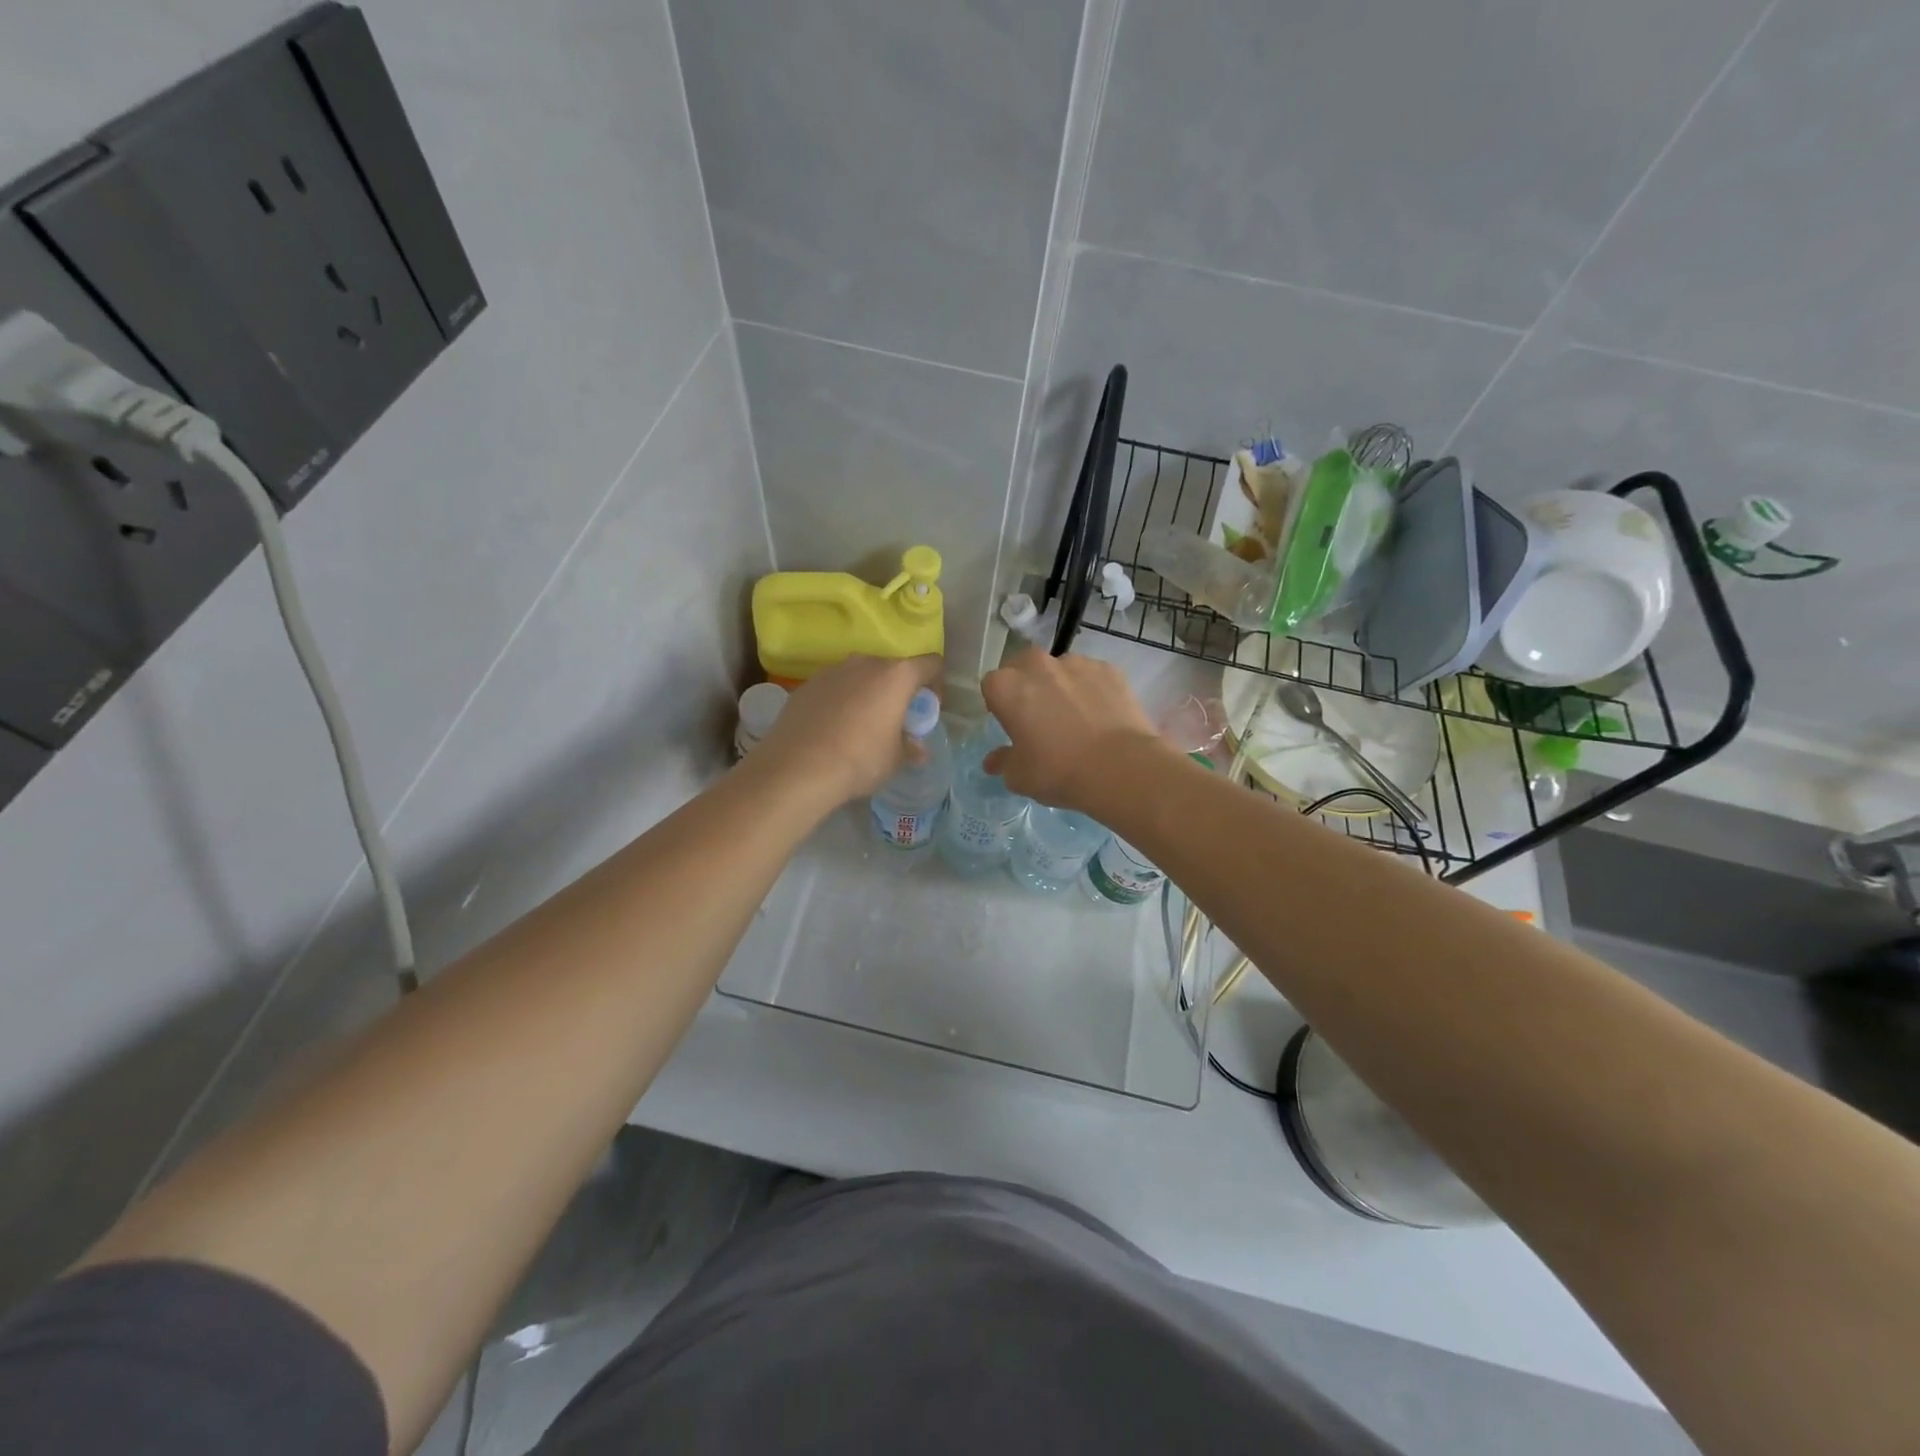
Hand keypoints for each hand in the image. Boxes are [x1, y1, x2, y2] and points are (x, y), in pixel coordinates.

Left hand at [752, 655, 943, 805]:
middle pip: (892, 669)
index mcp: (895, 675)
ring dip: (867, 695)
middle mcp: (864, 663)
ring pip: (859, 677)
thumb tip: (918, 749)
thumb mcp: (895, 759)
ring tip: (861, 726)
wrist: (797, 768)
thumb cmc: (860, 759)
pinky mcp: (805, 686)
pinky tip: (832, 731)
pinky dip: (839, 702)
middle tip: (895, 720)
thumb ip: (910, 748)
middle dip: (897, 691)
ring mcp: (831, 671)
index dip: (936, 684)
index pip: (930, 664)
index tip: (928, 708)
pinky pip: (833, 689)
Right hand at [980, 648, 1164, 812]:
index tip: (1012, 724)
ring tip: (1076, 717)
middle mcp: (1038, 665)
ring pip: (1060, 669)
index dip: (1001, 704)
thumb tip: (993, 760)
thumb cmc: (1058, 771)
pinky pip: (1092, 676)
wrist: (1119, 767)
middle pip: (1024, 667)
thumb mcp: (1020, 776)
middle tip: (1040, 716)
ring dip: (1061, 685)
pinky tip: (1101, 716)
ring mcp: (1076, 663)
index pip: (992, 686)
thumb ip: (1003, 762)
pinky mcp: (1109, 669)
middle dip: (1028, 685)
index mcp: (1007, 687)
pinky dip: (1092, 689)